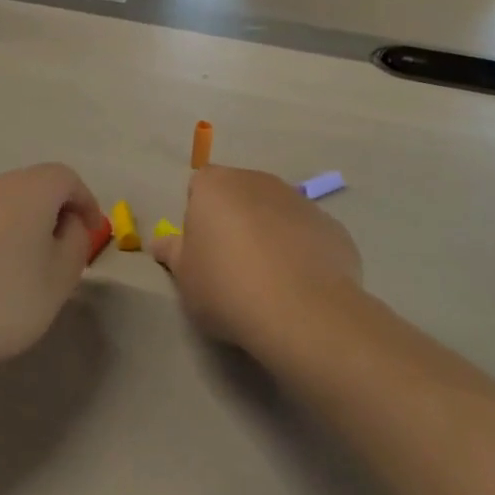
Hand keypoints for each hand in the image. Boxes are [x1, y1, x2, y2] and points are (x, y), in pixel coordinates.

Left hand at [0, 164, 105, 381]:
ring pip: (6, 205)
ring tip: (30, 269)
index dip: (86, 203)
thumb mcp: (58, 279)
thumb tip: (69, 224)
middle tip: (65, 252)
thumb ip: (75, 244)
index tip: (92, 235)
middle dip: (56, 213)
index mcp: (29, 190)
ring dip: (26, 227)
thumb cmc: (0, 301)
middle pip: (35, 187)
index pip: (67, 178)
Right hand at [152, 166, 360, 363]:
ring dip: (269, 234)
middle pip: (239, 194)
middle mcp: (259, 182)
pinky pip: (307, 234)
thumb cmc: (227, 287)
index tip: (201, 249)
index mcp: (216, 186)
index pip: (199, 186)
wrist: (302, 312)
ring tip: (268, 279)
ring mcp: (300, 202)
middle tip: (230, 264)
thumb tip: (161, 242)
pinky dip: (301, 251)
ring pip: (276, 212)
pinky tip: (298, 286)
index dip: (197, 216)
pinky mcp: (333, 227)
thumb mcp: (185, 277)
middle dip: (233, 220)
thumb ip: (173, 252)